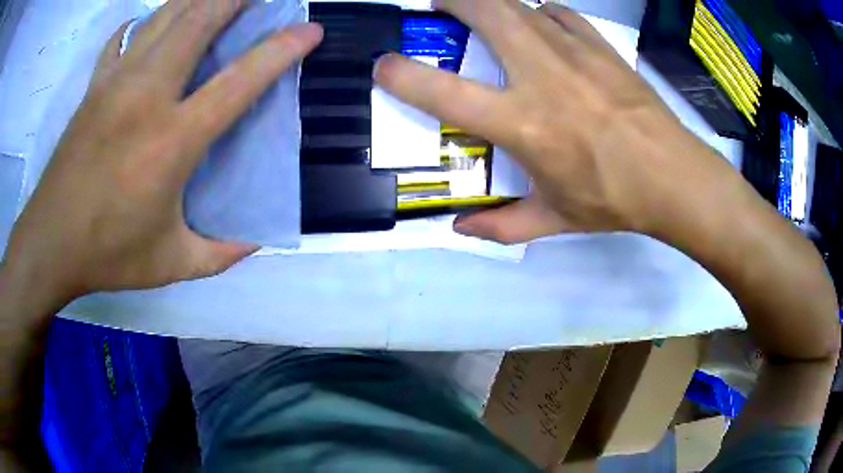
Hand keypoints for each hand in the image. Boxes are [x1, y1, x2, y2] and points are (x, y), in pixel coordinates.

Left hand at [1, 0, 322, 300]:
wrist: (49, 243)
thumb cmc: (108, 254)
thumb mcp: (173, 264)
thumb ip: (221, 253)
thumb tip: (257, 239)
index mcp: (171, 140)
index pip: (239, 80)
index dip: (281, 49)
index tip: (310, 30)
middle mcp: (146, 95)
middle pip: (199, 20)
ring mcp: (116, 82)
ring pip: (165, 16)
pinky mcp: (95, 85)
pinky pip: (125, 35)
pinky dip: (147, 20)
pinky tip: (155, 25)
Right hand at [375, 0, 735, 243]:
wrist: (673, 177)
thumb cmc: (613, 199)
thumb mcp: (555, 218)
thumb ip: (502, 225)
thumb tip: (460, 228)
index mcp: (524, 124)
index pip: (445, 93)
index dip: (403, 76)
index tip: (384, 65)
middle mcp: (541, 76)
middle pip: (486, 13)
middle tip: (437, 3)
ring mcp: (573, 54)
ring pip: (519, 5)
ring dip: (490, 0)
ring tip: (479, 7)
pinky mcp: (600, 47)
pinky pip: (559, 14)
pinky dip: (539, 12)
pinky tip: (538, 21)